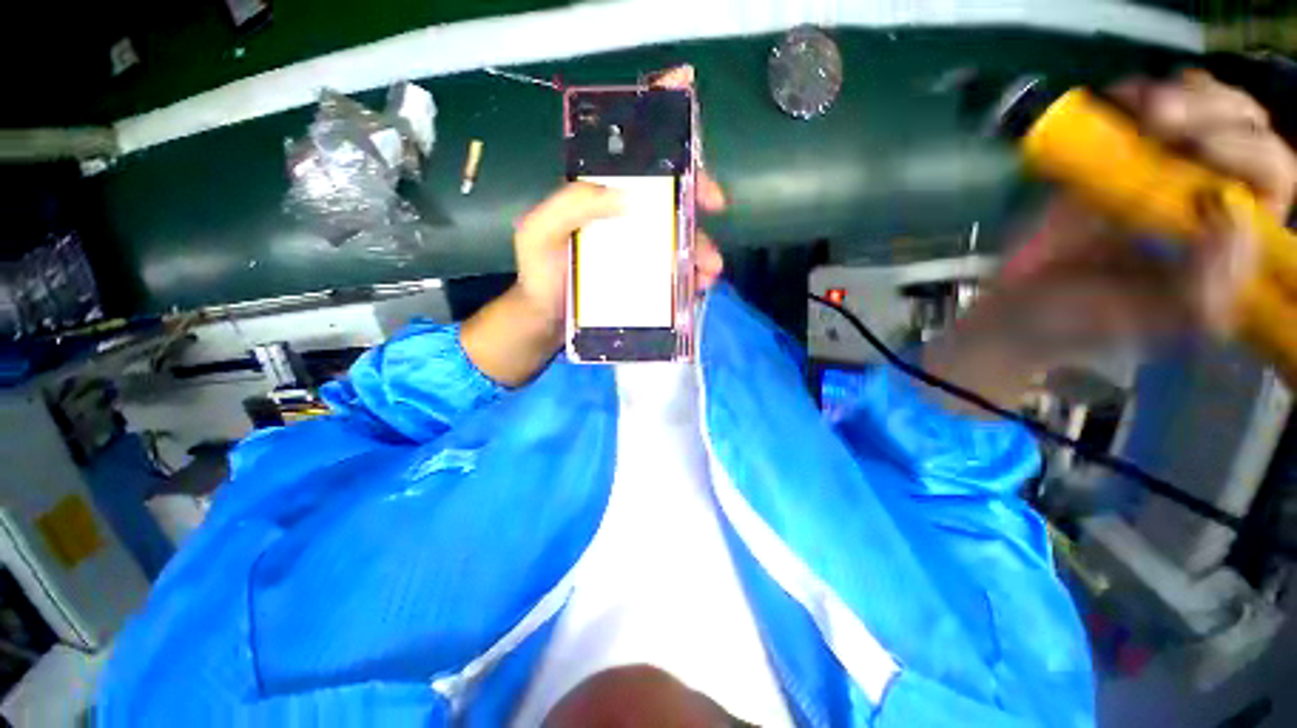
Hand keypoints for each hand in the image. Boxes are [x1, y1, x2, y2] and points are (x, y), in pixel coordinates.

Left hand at [464, 65, 727, 386]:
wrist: (547, 320)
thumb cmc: (540, 274)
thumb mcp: (540, 234)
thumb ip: (569, 206)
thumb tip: (625, 195)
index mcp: (599, 194)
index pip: (629, 150)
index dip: (657, 119)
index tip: (687, 91)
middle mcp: (624, 214)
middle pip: (668, 190)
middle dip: (698, 189)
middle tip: (716, 204)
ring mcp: (638, 246)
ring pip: (679, 233)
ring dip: (702, 245)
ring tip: (710, 269)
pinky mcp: (646, 275)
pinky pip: (677, 268)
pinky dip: (693, 274)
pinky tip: (699, 286)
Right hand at [926, 70, 1296, 412]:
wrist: (1021, 306)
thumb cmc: (1086, 319)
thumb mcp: (1153, 320)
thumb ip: (1208, 287)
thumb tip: (1236, 216)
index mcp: (1235, 241)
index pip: (1273, 177)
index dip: (1248, 152)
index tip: (1193, 152)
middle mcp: (1214, 196)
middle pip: (1249, 127)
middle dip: (1213, 112)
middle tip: (1158, 119)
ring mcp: (1168, 171)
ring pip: (1209, 105)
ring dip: (1182, 95)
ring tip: (1139, 108)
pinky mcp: (1121, 160)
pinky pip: (1151, 106)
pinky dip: (1141, 92)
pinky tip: (1119, 100)